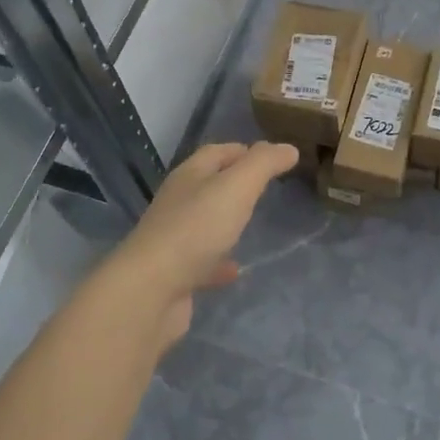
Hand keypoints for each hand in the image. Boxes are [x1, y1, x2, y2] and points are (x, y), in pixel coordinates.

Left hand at [91, 141, 298, 346]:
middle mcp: (177, 203)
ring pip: (204, 222)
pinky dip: (220, 262)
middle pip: (208, 185)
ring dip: (226, 221)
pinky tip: (236, 270)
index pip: (216, 152)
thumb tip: (288, 148)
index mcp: (189, 176)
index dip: (242, 150)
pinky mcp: (174, 274)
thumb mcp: (237, 187)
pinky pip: (202, 262)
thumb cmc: (196, 228)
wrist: (151, 290)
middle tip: (265, 188)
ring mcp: (173, 239)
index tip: (270, 156)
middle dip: (234, 183)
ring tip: (253, 224)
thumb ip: (264, 164)